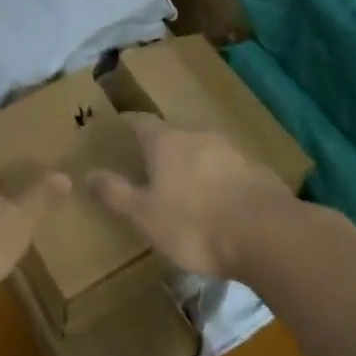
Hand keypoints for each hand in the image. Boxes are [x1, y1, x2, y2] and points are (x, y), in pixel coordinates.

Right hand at [88, 114, 295, 277]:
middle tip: (149, 163)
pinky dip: (217, 178)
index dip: (128, 125)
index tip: (118, 130)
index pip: (140, 122)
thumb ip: (116, 193)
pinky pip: (228, 168)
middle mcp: (198, 135)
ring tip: (184, 184)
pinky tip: (218, 201)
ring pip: (203, 149)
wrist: (266, 234)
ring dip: (192, 161)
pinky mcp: (257, 170)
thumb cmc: (194, 224)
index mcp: (166, 140)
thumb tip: (89, 174)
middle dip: (161, 146)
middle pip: (173, 133)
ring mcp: (232, 150)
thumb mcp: (144, 215)